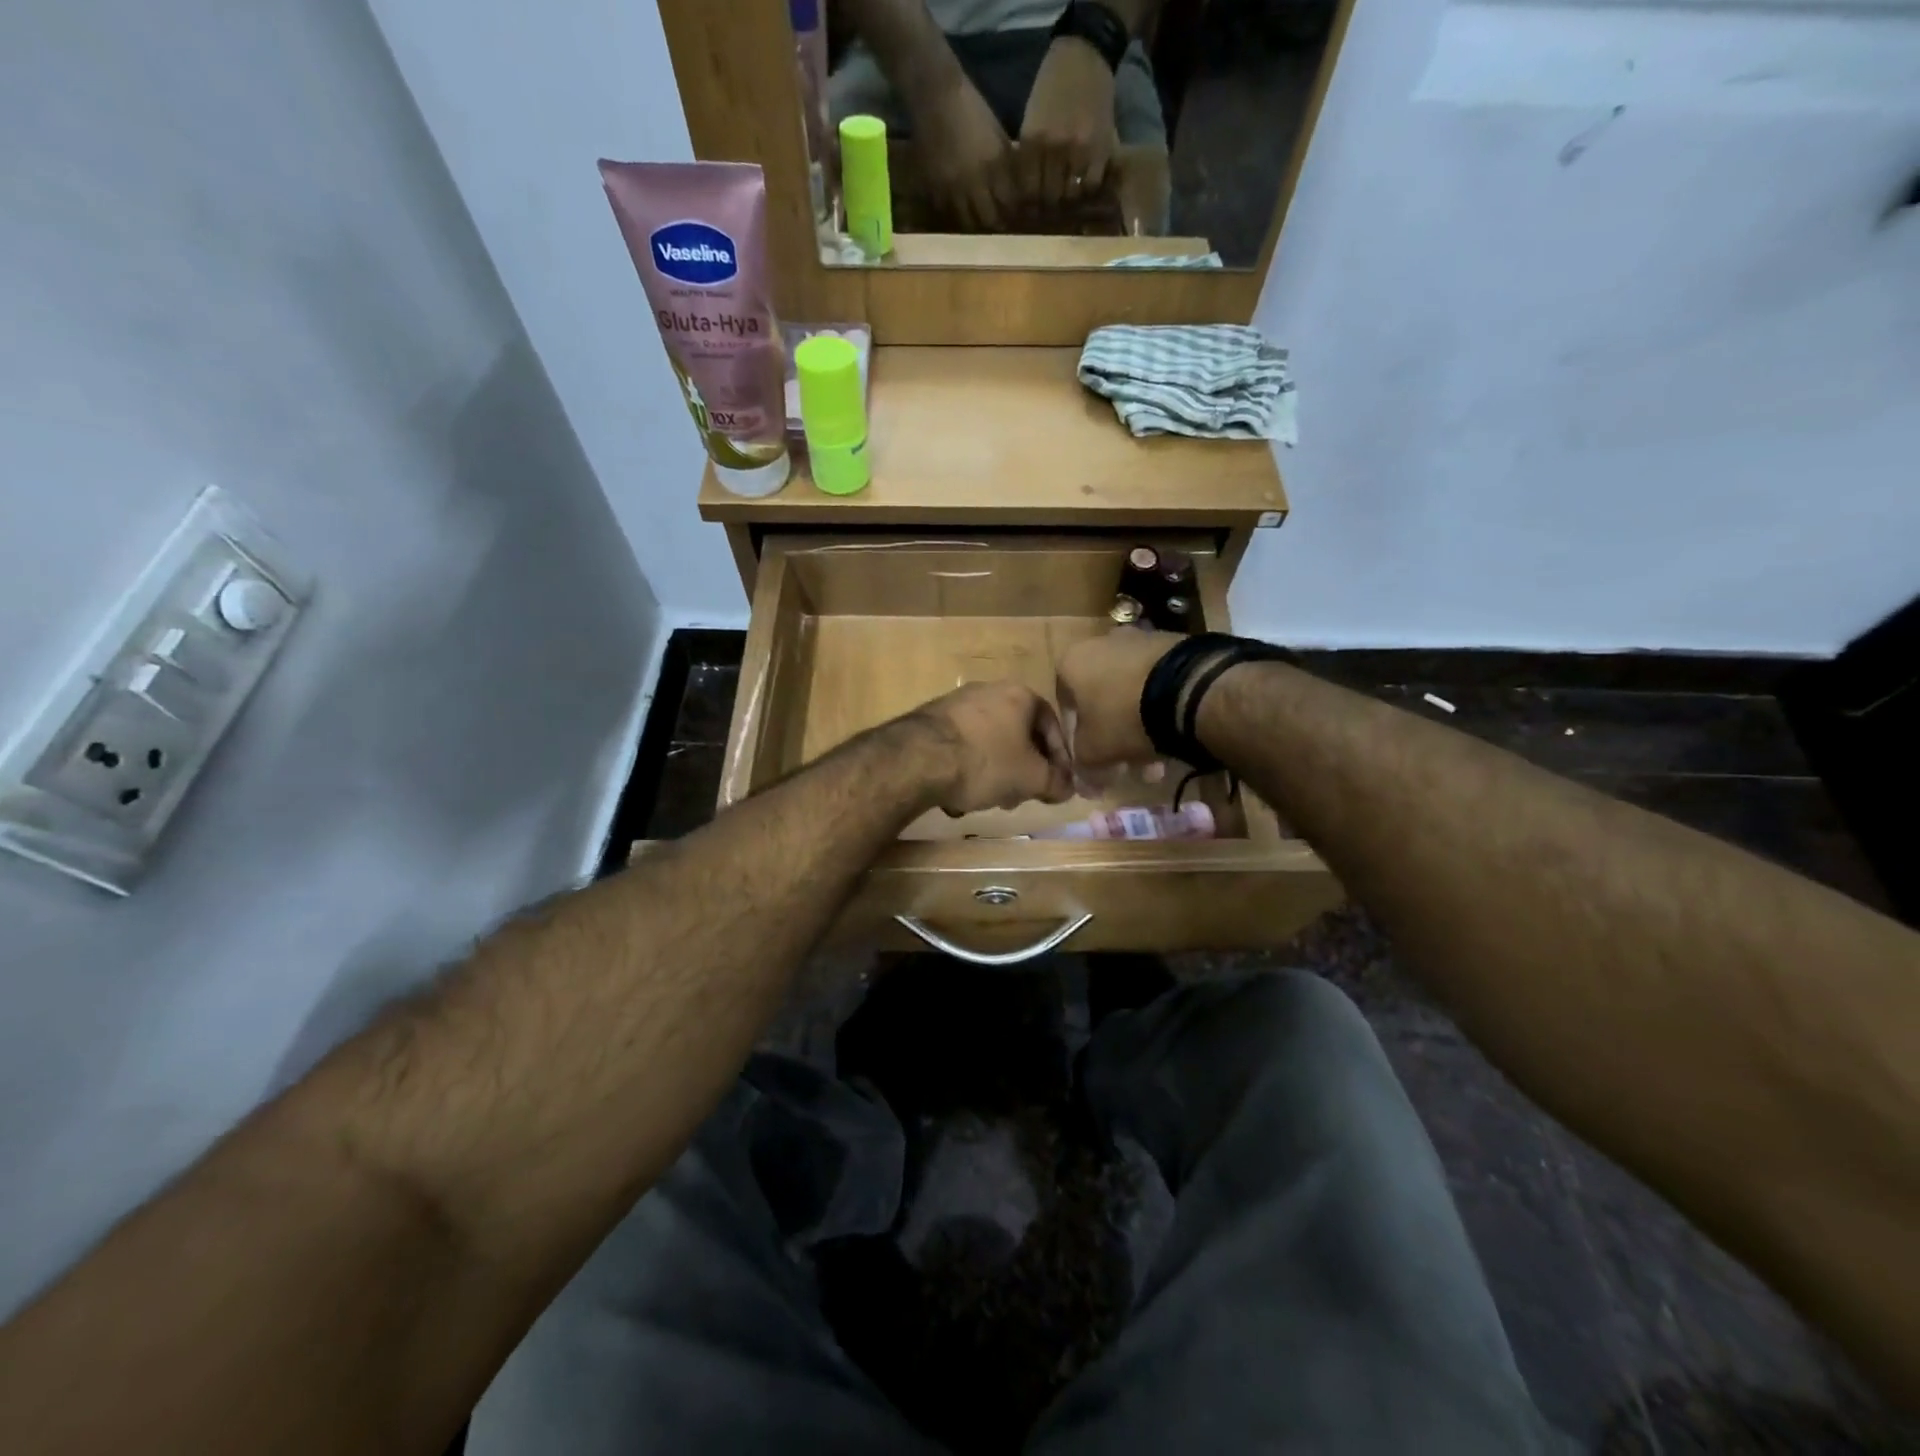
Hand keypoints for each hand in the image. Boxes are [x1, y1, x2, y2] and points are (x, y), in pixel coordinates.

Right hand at [912, 78, 1018, 230]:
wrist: (934, 95)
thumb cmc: (970, 109)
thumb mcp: (996, 134)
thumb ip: (1005, 163)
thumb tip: (1014, 188)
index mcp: (992, 166)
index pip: (1008, 203)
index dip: (1013, 211)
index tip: (1015, 215)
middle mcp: (973, 183)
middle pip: (988, 219)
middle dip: (994, 222)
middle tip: (997, 222)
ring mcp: (951, 189)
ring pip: (966, 222)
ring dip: (973, 222)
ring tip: (977, 219)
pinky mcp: (933, 188)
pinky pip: (945, 211)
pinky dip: (953, 213)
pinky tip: (957, 208)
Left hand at [912, 681, 1073, 814]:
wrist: (919, 759)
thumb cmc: (986, 762)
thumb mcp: (1032, 779)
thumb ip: (1057, 783)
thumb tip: (1068, 787)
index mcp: (1020, 695)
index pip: (1052, 726)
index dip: (1059, 759)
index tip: (1057, 784)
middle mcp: (988, 690)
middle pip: (1018, 734)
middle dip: (1023, 768)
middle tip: (1022, 795)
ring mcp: (956, 702)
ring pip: (988, 742)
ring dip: (994, 771)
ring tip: (989, 799)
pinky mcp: (930, 720)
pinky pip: (960, 746)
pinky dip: (965, 768)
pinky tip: (958, 794)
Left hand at [1017, 37, 1117, 207]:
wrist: (1084, 54)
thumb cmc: (1052, 87)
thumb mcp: (1030, 119)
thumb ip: (1029, 154)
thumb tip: (1026, 193)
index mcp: (1033, 141)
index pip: (1028, 192)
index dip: (1030, 204)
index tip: (1032, 207)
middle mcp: (1054, 149)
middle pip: (1049, 197)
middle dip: (1049, 203)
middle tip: (1050, 204)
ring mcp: (1079, 150)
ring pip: (1070, 195)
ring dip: (1068, 198)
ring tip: (1067, 194)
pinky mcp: (1100, 149)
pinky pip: (1091, 185)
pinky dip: (1087, 188)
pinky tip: (1084, 182)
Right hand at [1055, 630, 1181, 768]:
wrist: (1187, 689)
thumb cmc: (1123, 717)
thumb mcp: (1094, 752)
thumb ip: (1082, 767)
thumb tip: (1084, 785)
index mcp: (1071, 662)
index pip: (1066, 709)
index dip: (1077, 743)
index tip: (1093, 764)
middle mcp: (1100, 643)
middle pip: (1101, 702)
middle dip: (1113, 739)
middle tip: (1126, 768)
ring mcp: (1139, 641)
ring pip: (1130, 695)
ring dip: (1139, 729)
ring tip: (1156, 763)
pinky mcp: (1173, 645)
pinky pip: (1157, 684)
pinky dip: (1160, 710)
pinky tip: (1174, 736)